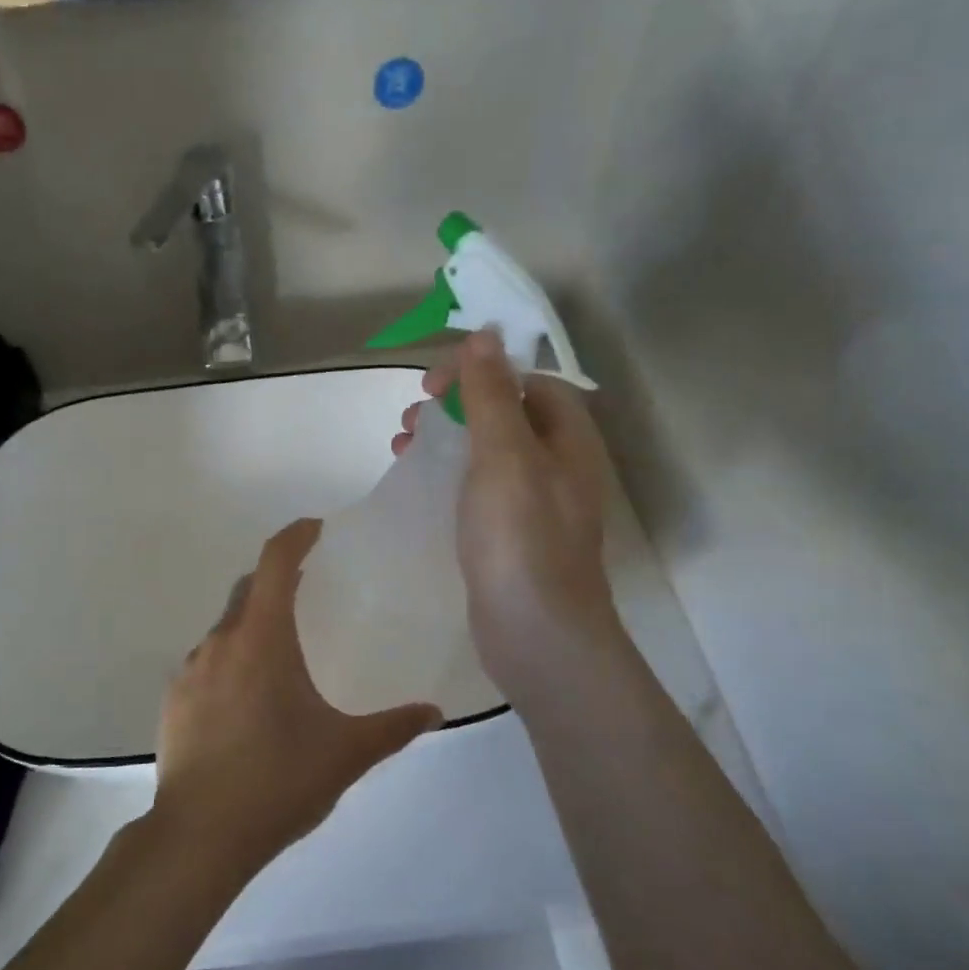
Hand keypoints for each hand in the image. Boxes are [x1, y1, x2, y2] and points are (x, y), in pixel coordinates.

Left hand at [153, 519, 441, 877]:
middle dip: (276, 580)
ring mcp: (190, 670)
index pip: (274, 562)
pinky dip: (231, 660)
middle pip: (247, 589)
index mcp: (262, 639)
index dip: (295, 537)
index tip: (317, 530)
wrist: (199, 836)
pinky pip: (207, 662)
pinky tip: (248, 701)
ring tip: (282, 656)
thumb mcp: (345, 754)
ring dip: (253, 625)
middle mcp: (220, 642)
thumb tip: (433, 712)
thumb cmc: (278, 781)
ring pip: (226, 628)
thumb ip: (392, 728)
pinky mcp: (173, 700)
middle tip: (308, 592)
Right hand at [393, 332, 619, 698]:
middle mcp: (557, 466)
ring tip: (402, 443)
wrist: (537, 634)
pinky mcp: (511, 536)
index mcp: (566, 439)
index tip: (433, 383)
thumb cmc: (520, 536)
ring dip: (447, 438)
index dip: (481, 371)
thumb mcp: (504, 455)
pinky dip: (448, 476)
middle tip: (413, 413)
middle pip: (506, 414)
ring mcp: (535, 505)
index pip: (528, 381)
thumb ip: (492, 395)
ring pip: (488, 452)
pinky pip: (478, 488)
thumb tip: (486, 335)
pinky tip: (419, 485)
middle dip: (457, 405)